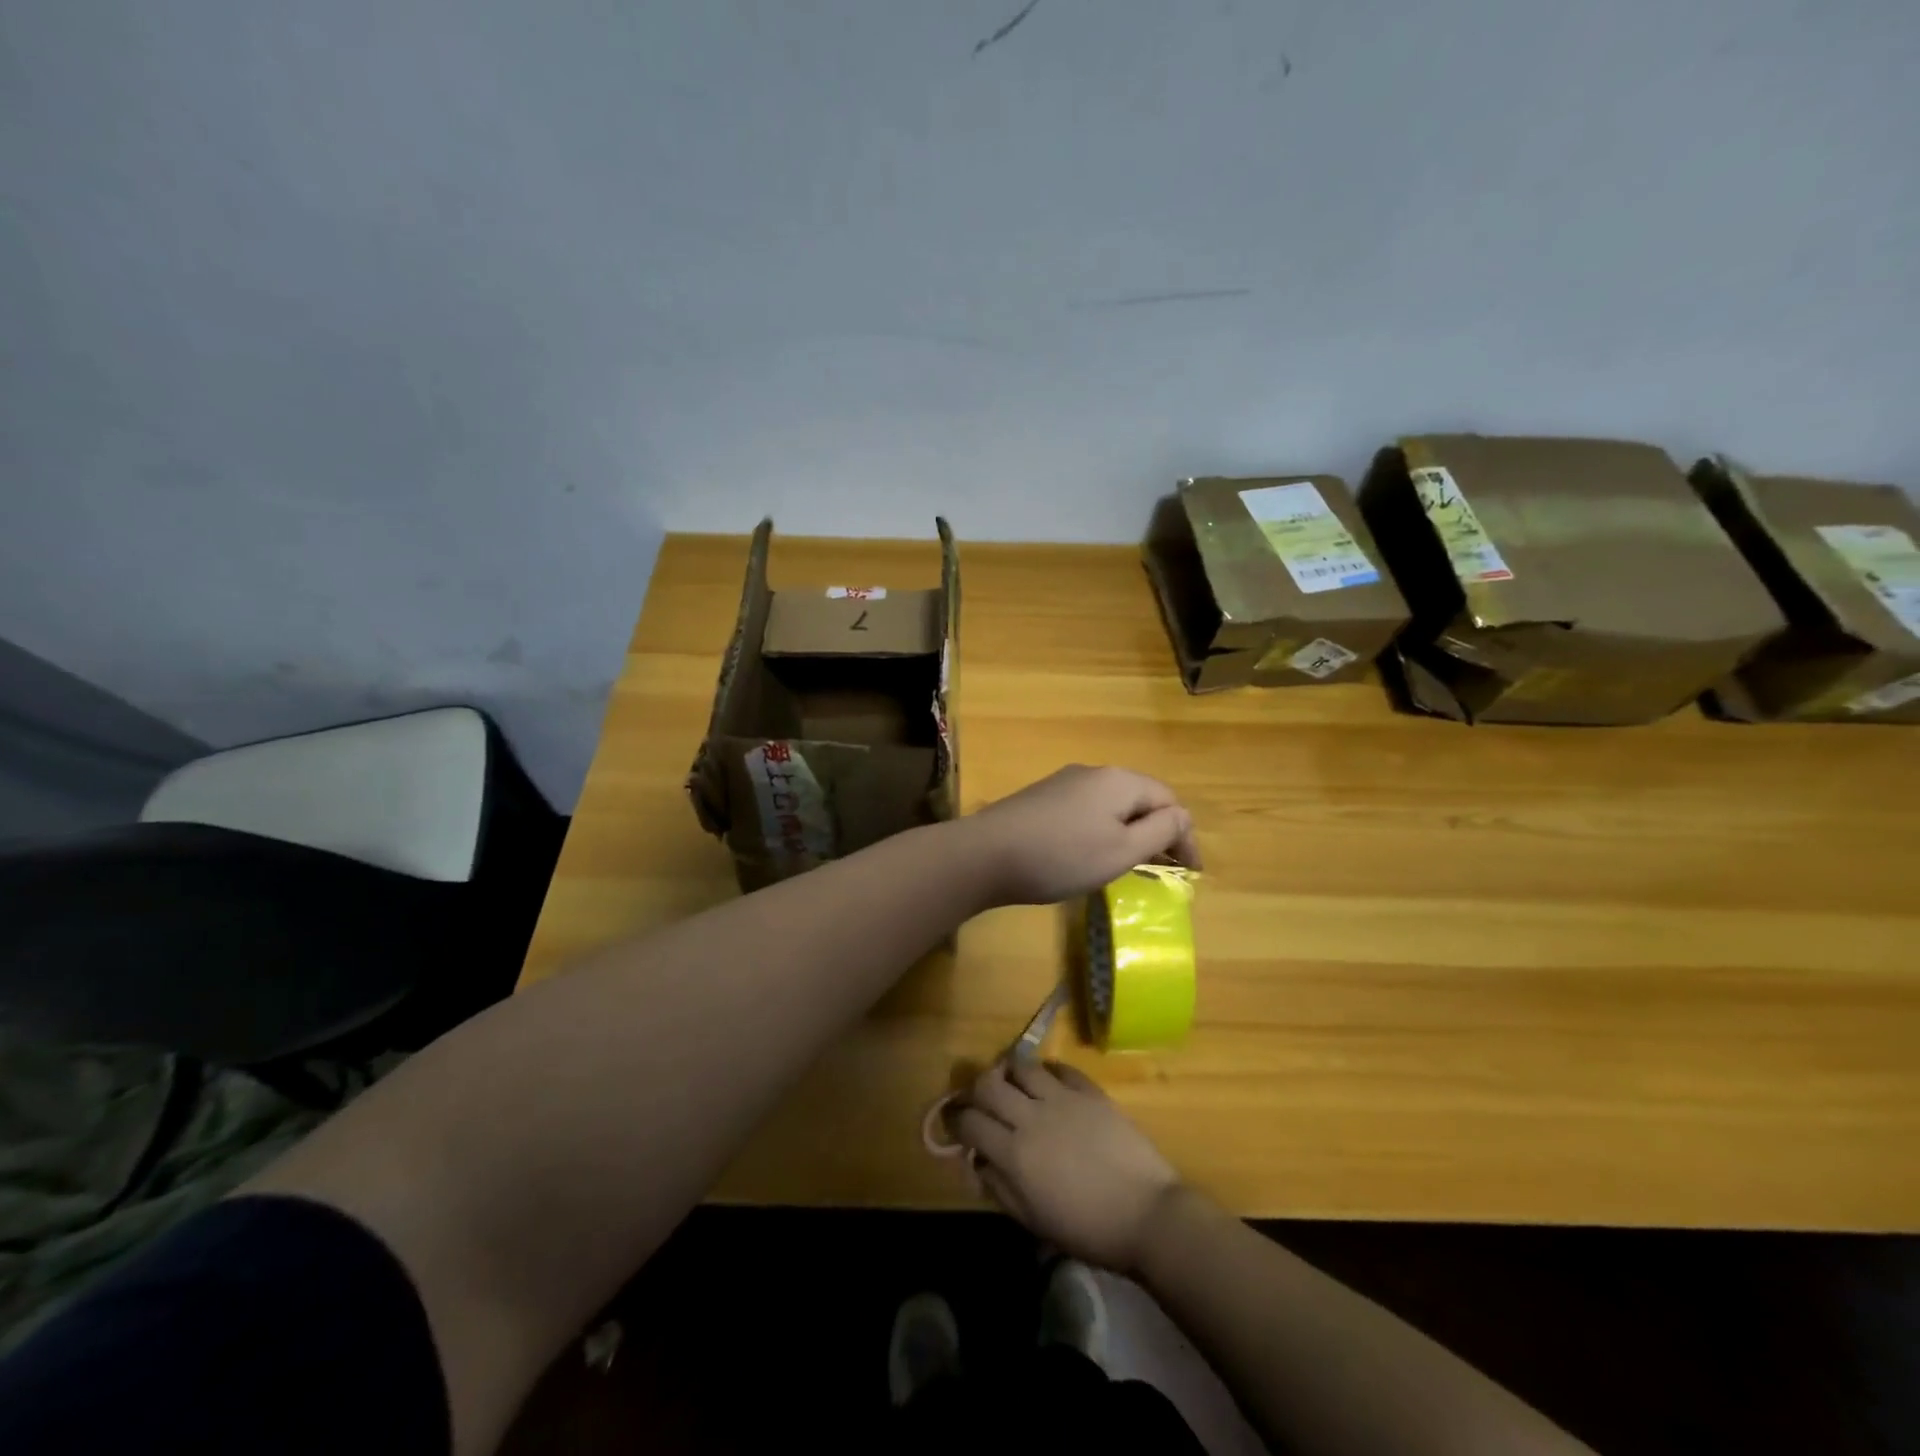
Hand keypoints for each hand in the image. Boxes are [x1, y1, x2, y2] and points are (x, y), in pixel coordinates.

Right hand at [951, 1059, 1183, 1273]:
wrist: (1147, 1215)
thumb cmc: (1087, 1230)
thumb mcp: (1034, 1221)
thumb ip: (1000, 1189)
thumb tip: (978, 1163)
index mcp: (1014, 1154)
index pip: (970, 1121)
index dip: (956, 1120)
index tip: (956, 1123)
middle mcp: (1032, 1117)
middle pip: (989, 1083)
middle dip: (977, 1089)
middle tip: (982, 1100)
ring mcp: (1062, 1098)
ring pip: (1022, 1066)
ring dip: (1011, 1072)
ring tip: (1014, 1084)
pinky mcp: (1090, 1091)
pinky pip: (1060, 1068)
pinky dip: (1048, 1072)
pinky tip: (1050, 1084)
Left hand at [960, 765, 1199, 906]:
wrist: (986, 854)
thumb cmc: (1062, 856)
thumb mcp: (1121, 850)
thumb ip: (1159, 831)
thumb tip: (1181, 817)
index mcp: (1119, 780)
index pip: (1168, 800)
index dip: (1185, 836)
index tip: (1190, 874)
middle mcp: (1093, 773)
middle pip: (1140, 799)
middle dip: (1157, 832)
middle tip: (1163, 870)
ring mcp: (1063, 783)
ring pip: (1112, 805)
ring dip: (1129, 832)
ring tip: (1131, 866)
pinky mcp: (1042, 799)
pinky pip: (1086, 811)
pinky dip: (1101, 831)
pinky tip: (1090, 855)